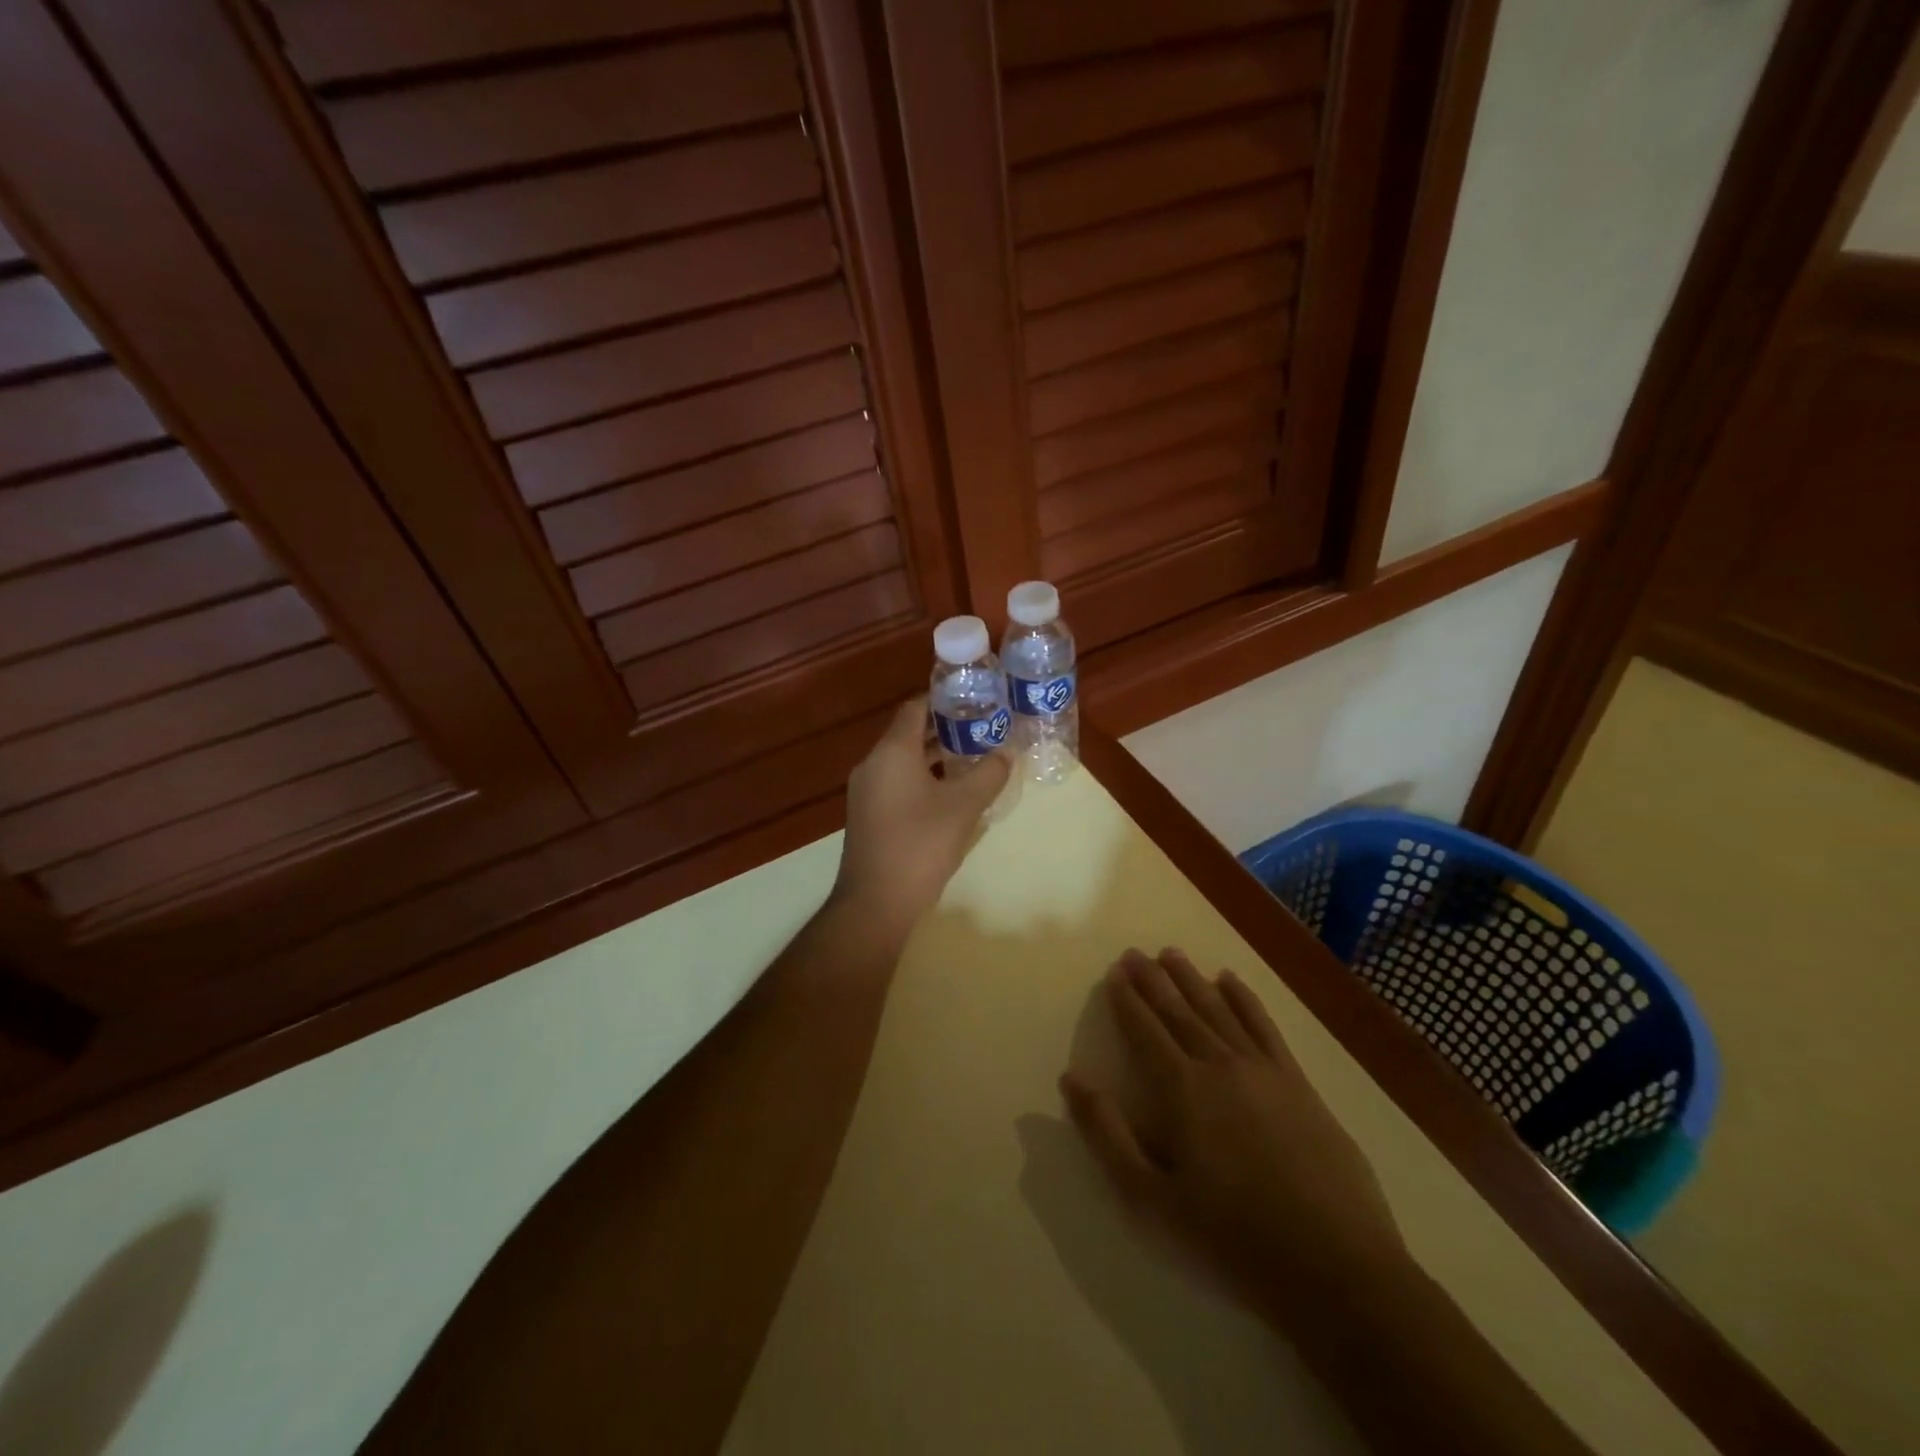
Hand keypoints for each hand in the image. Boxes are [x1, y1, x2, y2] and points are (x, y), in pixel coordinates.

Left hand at [831, 698, 1010, 940]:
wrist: (875, 902)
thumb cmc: (920, 845)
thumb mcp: (964, 807)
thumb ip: (988, 774)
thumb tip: (1006, 754)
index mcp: (891, 752)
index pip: (915, 708)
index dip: (943, 700)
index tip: (975, 700)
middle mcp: (873, 765)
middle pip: (909, 734)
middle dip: (944, 729)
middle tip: (982, 729)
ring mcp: (867, 792)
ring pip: (903, 761)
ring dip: (935, 757)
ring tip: (972, 758)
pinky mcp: (868, 816)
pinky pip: (897, 783)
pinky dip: (922, 779)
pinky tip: (950, 794)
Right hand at [1061, 948, 1405, 1326]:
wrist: (1336, 1267)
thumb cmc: (1231, 1238)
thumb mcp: (1151, 1199)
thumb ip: (1107, 1135)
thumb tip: (1071, 1079)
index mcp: (1181, 1090)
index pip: (1145, 1031)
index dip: (1127, 1000)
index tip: (1114, 973)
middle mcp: (1219, 1065)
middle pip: (1178, 1011)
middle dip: (1153, 980)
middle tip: (1135, 953)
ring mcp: (1263, 1069)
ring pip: (1218, 1009)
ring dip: (1192, 980)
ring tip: (1171, 954)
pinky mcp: (1298, 1083)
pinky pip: (1264, 1026)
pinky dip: (1245, 999)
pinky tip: (1230, 981)